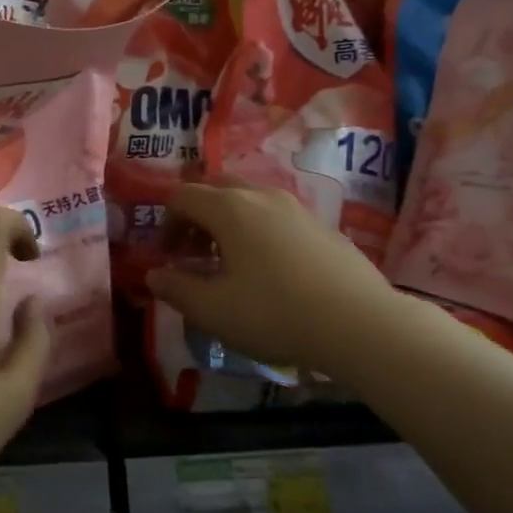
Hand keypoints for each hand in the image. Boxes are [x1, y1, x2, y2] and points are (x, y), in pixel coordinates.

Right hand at [146, 182, 400, 382]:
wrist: (359, 323)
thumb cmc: (274, 313)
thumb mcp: (213, 310)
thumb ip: (176, 289)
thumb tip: (154, 274)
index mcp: (229, 208)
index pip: (182, 196)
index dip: (166, 223)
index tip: (168, 256)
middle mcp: (262, 196)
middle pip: (216, 188)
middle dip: (197, 216)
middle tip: (195, 252)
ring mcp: (297, 207)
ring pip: (250, 199)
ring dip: (228, 222)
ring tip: (230, 262)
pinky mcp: (322, 226)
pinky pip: (277, 216)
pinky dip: (259, 230)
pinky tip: (270, 270)